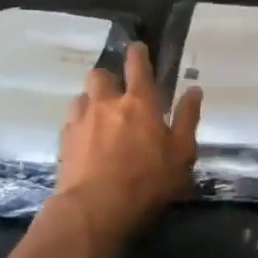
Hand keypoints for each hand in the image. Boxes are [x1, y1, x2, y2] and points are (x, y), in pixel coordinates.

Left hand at [56, 43, 201, 241]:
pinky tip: (86, 140)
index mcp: (139, 102)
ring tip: (99, 116)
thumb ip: (187, 119)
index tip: (137, 48)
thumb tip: (194, 90)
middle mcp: (107, 103)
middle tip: (117, 92)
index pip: (137, 65)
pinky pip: (71, 121)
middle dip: (108, 78)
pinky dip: (80, 124)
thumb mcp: (181, 154)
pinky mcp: (64, 140)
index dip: (138, 53)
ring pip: (83, 96)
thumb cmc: (146, 182)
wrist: (95, 209)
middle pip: (101, 75)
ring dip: (92, 101)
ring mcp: (81, 120)